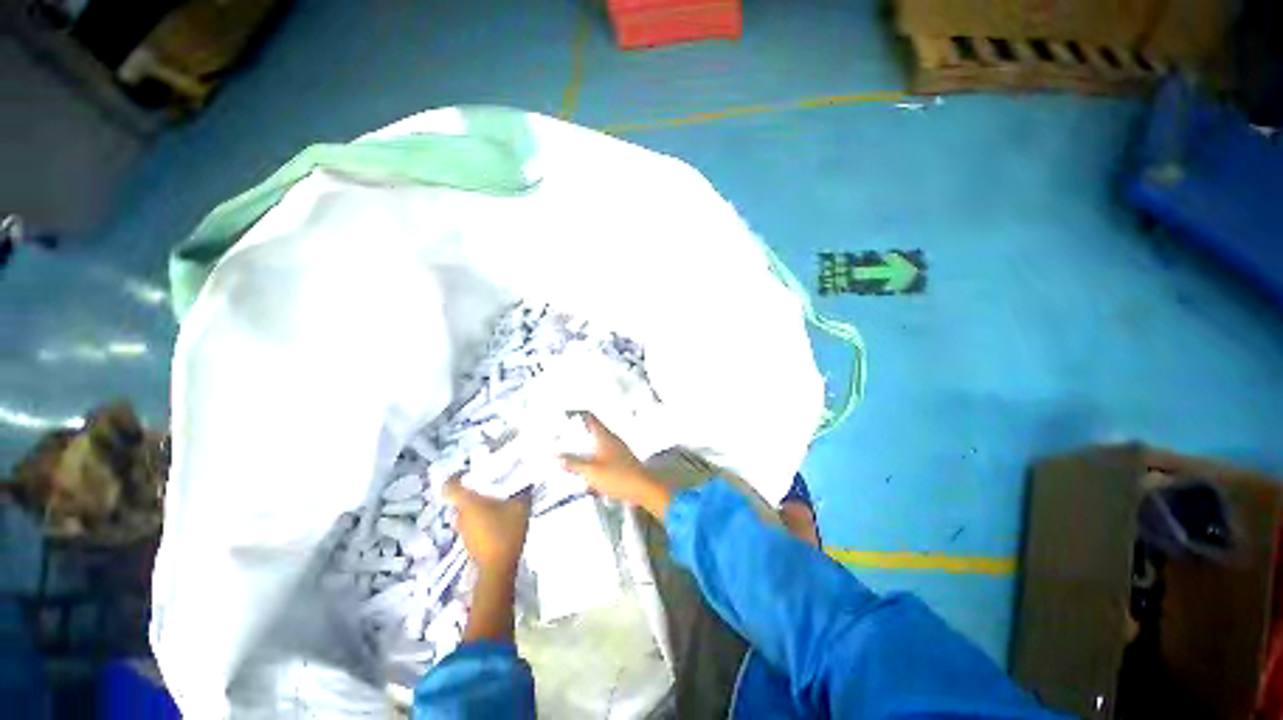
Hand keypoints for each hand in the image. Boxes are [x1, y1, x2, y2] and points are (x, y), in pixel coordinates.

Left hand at [444, 477, 530, 574]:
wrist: (498, 567)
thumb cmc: (505, 532)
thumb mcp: (520, 507)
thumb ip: (522, 493)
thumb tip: (526, 484)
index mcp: (468, 503)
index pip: (450, 486)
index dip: (455, 477)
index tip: (467, 472)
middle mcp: (461, 515)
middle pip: (460, 499)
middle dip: (473, 493)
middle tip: (490, 487)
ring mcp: (463, 531)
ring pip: (466, 513)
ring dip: (477, 508)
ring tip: (497, 504)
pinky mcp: (469, 542)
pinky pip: (472, 525)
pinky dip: (481, 520)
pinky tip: (498, 521)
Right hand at [560, 413, 672, 519]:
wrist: (643, 488)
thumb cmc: (617, 476)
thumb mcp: (591, 471)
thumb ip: (574, 463)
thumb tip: (557, 457)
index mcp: (604, 436)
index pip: (590, 419)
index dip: (577, 417)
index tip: (565, 418)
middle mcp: (612, 439)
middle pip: (593, 432)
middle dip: (578, 436)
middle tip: (564, 440)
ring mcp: (618, 450)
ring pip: (598, 446)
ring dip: (586, 452)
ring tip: (573, 459)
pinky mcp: (622, 462)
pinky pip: (604, 458)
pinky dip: (594, 463)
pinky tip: (589, 476)